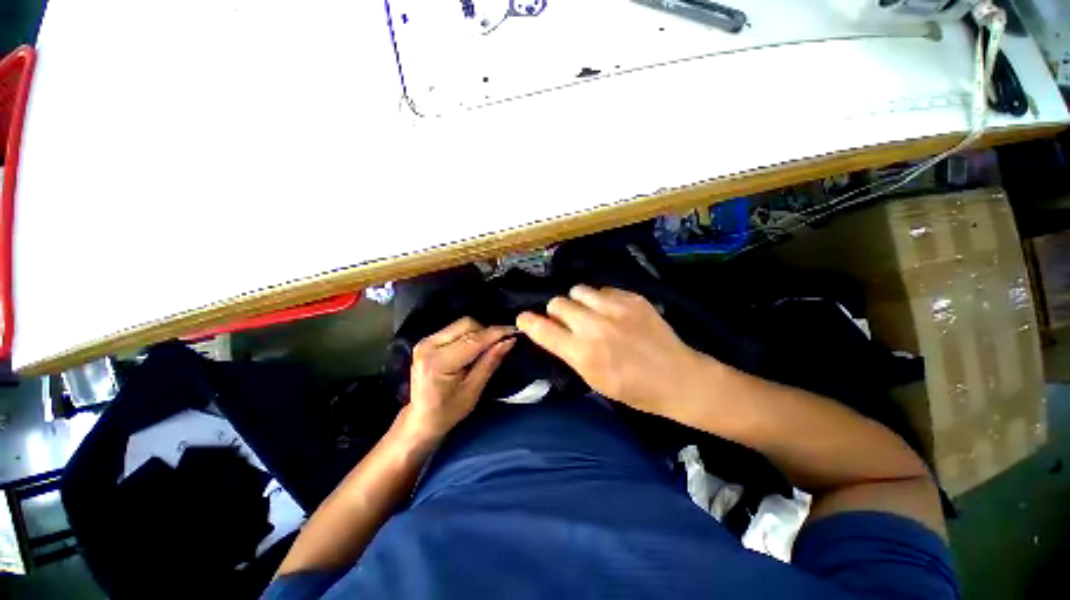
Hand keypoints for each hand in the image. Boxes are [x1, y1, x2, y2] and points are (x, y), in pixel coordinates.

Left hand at [404, 317, 515, 442]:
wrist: (420, 419)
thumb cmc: (447, 411)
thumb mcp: (473, 390)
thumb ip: (490, 362)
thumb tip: (509, 341)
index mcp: (439, 362)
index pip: (474, 339)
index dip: (496, 333)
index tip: (515, 332)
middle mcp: (429, 345)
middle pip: (467, 325)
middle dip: (487, 332)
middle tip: (501, 344)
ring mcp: (425, 341)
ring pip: (462, 324)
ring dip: (479, 332)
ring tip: (489, 347)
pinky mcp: (427, 340)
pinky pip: (455, 329)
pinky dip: (469, 334)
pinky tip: (475, 348)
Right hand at [516, 285, 703, 418]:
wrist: (678, 378)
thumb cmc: (633, 389)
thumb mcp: (593, 380)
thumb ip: (569, 353)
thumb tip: (552, 332)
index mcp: (583, 353)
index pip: (543, 329)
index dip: (528, 322)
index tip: (524, 319)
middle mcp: (595, 326)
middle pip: (558, 302)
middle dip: (557, 312)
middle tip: (567, 322)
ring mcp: (615, 308)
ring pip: (578, 290)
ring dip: (578, 302)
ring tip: (590, 313)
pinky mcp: (632, 298)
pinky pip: (603, 289)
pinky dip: (601, 299)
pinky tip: (612, 312)